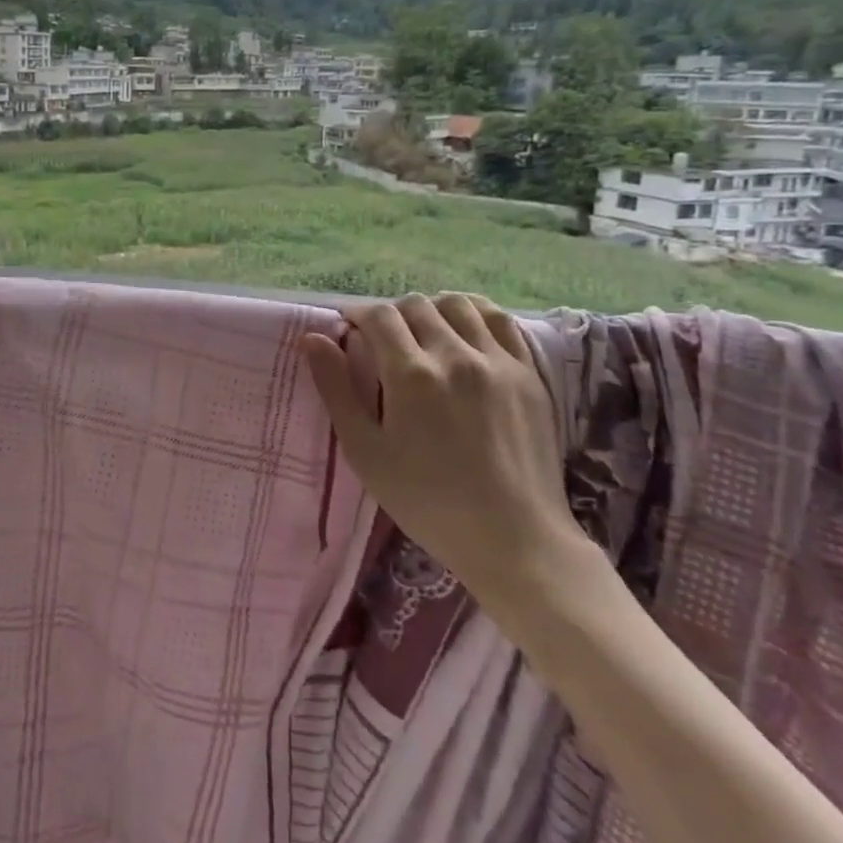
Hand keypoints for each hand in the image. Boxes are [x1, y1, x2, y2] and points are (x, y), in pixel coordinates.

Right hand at [300, 292, 583, 611]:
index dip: (358, 315)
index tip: (350, 331)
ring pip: (457, 304)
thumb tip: (313, 339)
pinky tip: (464, 332)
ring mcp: (498, 361)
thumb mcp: (365, 451)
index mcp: (411, 374)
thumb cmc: (427, 501)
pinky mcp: (529, 373)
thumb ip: (336, 389)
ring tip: (424, 334)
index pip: (379, 316)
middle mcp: (455, 355)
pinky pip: (500, 321)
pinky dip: (475, 314)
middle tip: (383, 342)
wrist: (514, 539)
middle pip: (416, 305)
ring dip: (432, 310)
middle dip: (391, 315)